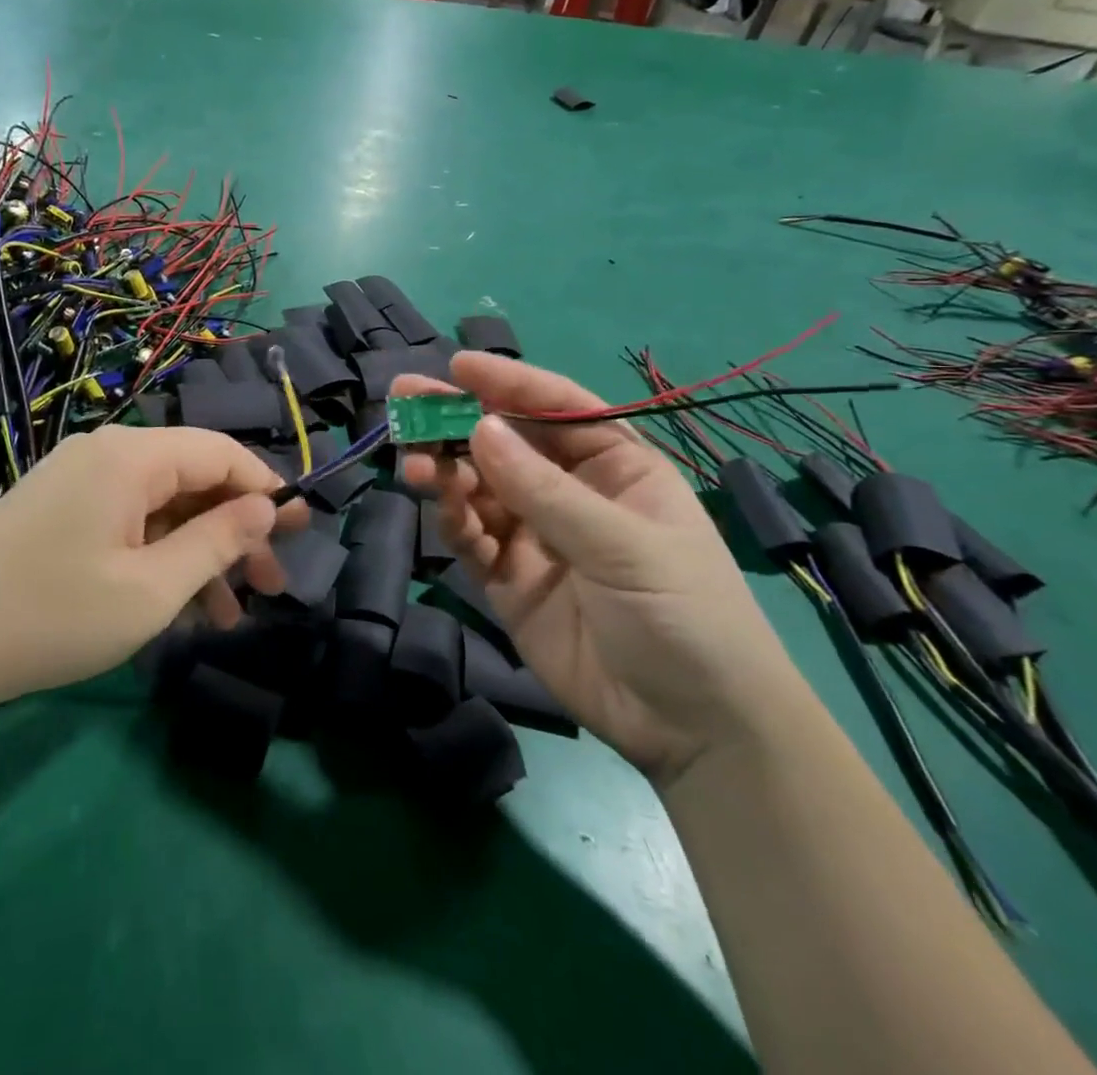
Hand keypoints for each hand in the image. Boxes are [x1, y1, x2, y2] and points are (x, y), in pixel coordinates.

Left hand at [0, 426, 304, 717]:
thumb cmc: (54, 616)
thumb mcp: (152, 589)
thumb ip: (217, 542)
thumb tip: (267, 507)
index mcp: (130, 457)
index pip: (220, 453)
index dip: (266, 489)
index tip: (302, 529)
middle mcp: (106, 455)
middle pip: (192, 480)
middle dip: (236, 531)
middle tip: (274, 584)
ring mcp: (79, 483)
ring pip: (163, 507)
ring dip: (201, 554)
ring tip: (233, 614)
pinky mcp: (61, 512)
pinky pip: (130, 523)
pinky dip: (161, 558)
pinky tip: (183, 609)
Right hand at [396, 353, 806, 788]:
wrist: (692, 729)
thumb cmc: (683, 614)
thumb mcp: (622, 544)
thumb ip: (543, 490)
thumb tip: (479, 428)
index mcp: (615, 467)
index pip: (556, 409)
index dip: (507, 383)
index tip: (456, 367)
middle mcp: (569, 492)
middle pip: (505, 442)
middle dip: (456, 420)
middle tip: (404, 400)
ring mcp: (535, 535)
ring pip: (479, 487)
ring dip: (445, 470)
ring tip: (414, 464)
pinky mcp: (508, 578)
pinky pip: (472, 537)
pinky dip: (454, 521)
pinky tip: (442, 512)